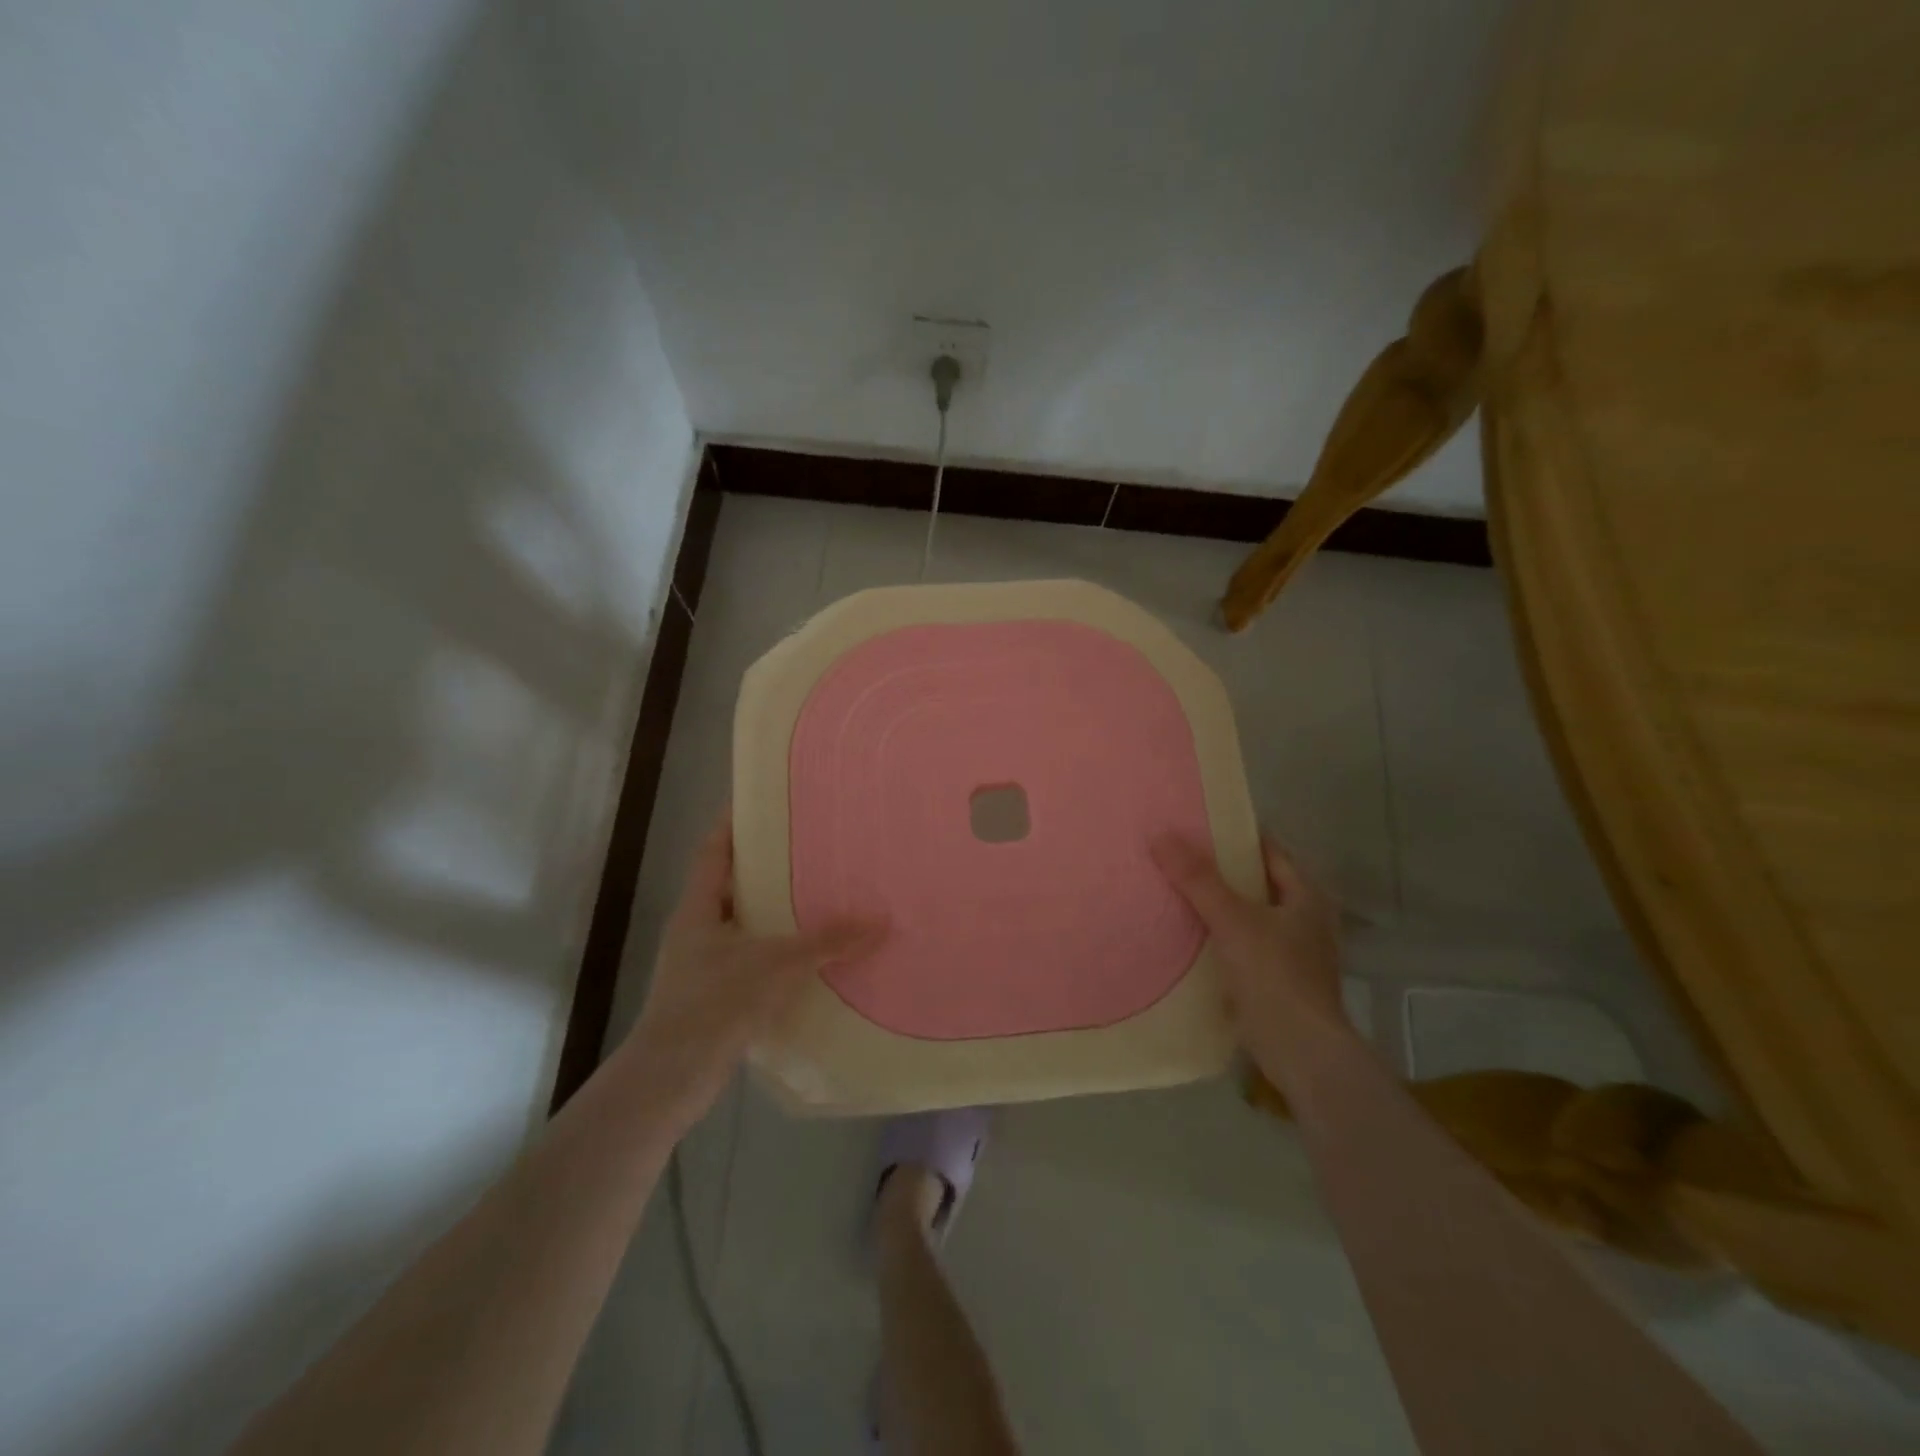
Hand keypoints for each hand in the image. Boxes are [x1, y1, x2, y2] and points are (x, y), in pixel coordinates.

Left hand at [622, 810, 886, 1126]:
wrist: (670, 1080)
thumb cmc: (714, 1004)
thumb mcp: (775, 965)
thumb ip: (827, 942)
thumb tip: (881, 921)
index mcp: (698, 908)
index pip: (714, 850)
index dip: (735, 822)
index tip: (767, 801)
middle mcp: (697, 929)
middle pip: (733, 883)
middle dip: (769, 866)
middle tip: (812, 847)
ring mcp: (703, 964)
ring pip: (744, 923)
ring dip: (775, 912)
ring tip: (821, 896)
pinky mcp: (715, 995)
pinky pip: (751, 958)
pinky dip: (777, 950)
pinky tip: (811, 955)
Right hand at [1152, 834, 1345, 1087]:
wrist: (1301, 1052)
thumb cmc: (1275, 976)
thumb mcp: (1232, 920)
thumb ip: (1197, 879)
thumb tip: (1160, 836)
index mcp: (1306, 895)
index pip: (1269, 850)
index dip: (1235, 835)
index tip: (1197, 825)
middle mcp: (1305, 918)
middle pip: (1257, 881)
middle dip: (1220, 870)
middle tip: (1177, 855)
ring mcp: (1294, 951)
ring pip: (1248, 914)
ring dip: (1218, 904)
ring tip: (1176, 889)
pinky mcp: (1278, 980)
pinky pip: (1243, 943)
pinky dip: (1220, 935)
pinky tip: (1189, 934)